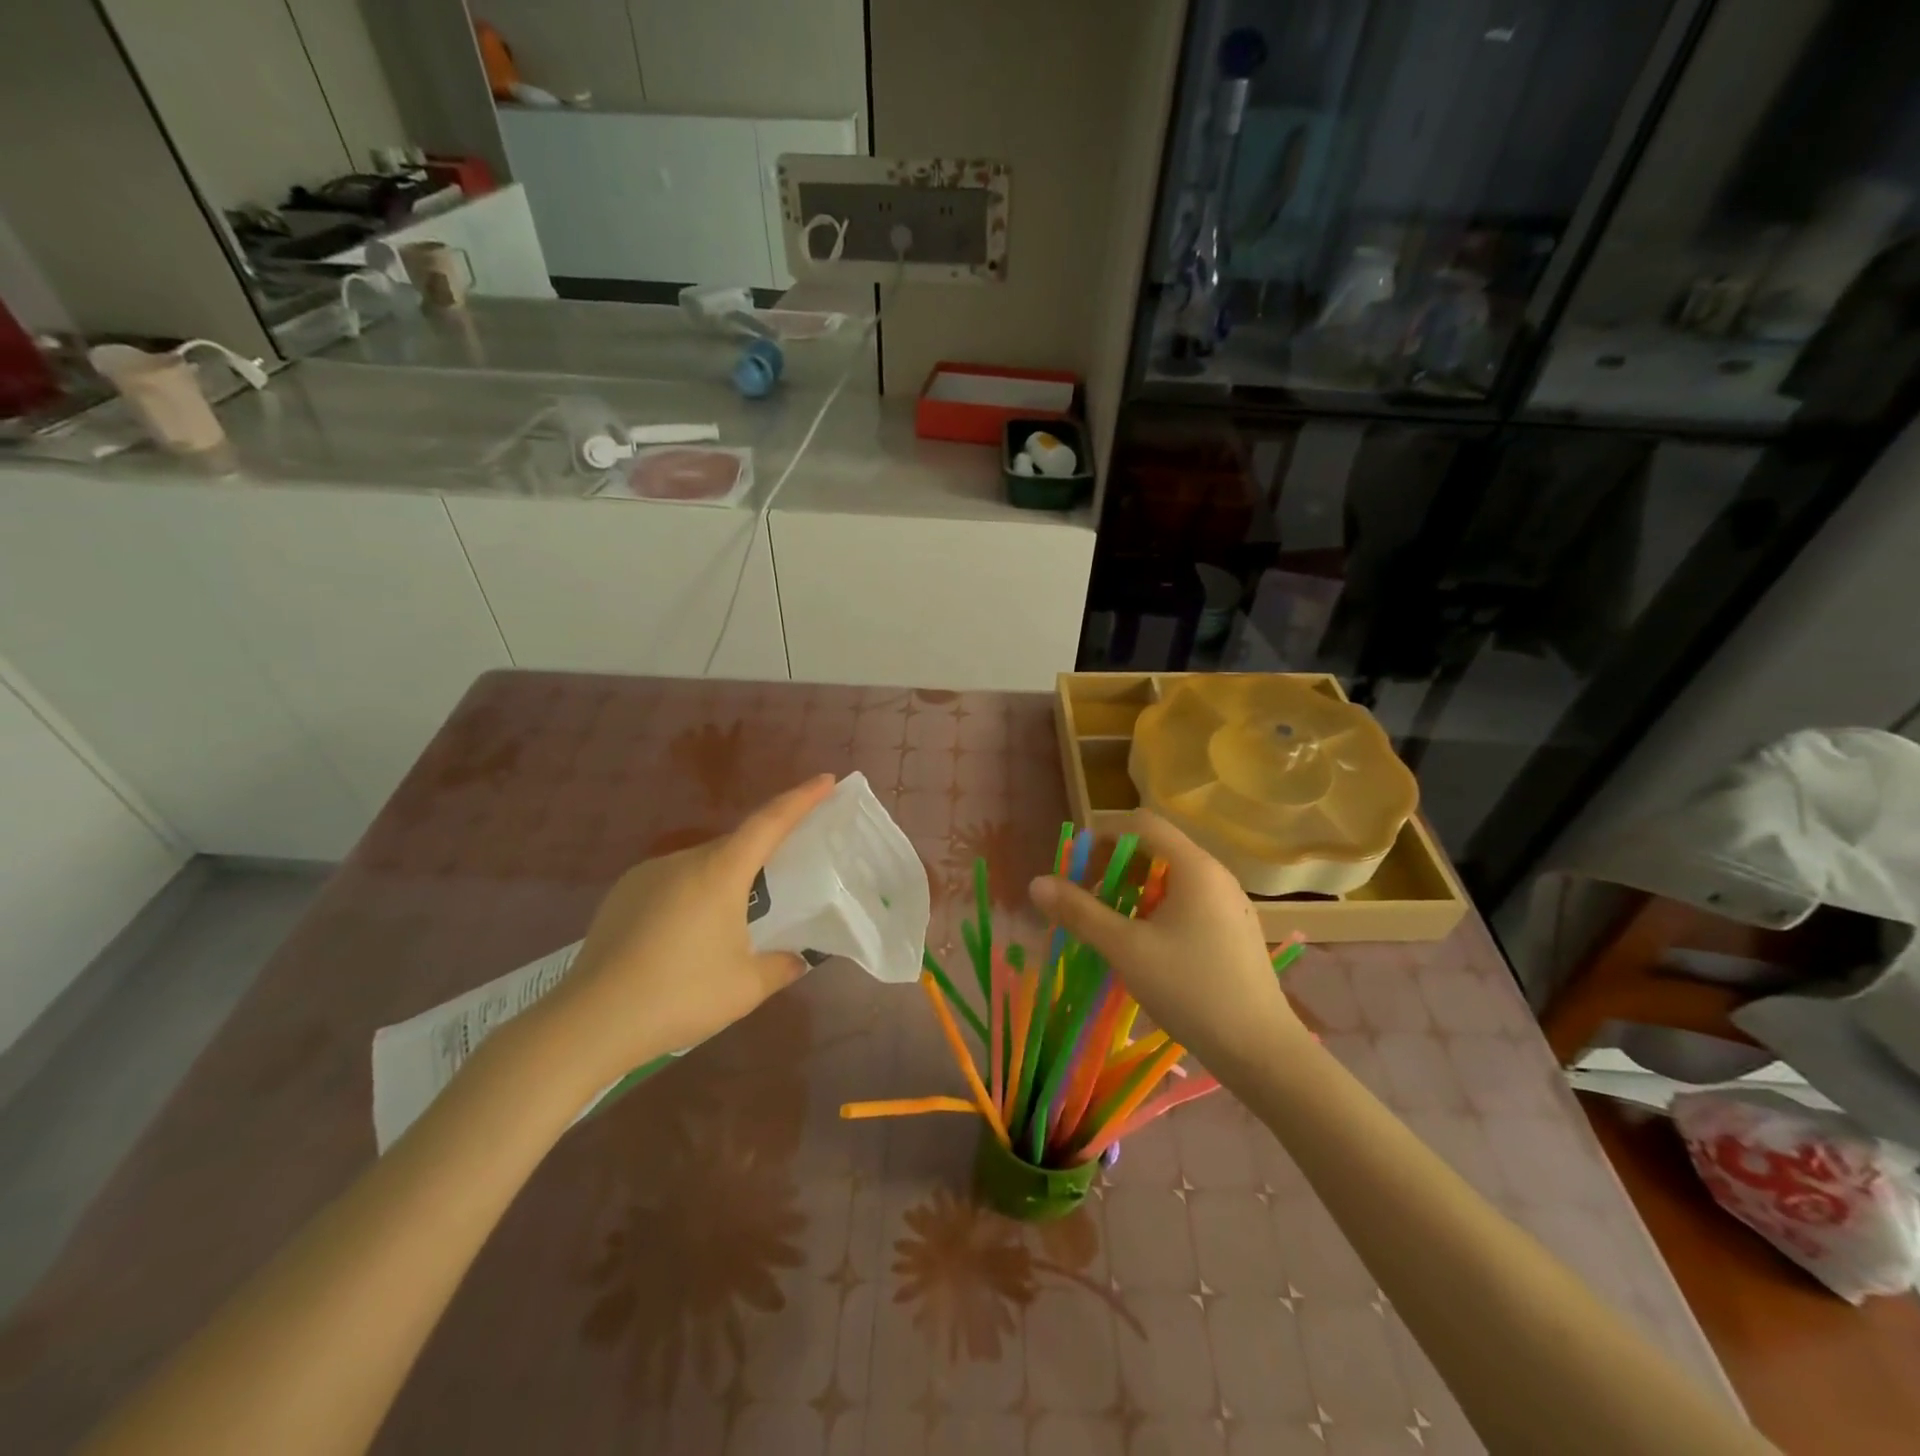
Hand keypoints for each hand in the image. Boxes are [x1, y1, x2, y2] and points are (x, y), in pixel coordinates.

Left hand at [531, 774, 837, 1086]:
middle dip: (764, 853)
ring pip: (702, 865)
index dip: (801, 798)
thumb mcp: (746, 987)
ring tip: (732, 923)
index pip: (770, 821)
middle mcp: (683, 861)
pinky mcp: (622, 895)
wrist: (590, 1022)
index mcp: (720, 871)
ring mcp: (647, 875)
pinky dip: (692, 896)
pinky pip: (672, 882)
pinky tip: (687, 936)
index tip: (826, 779)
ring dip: (725, 881)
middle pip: (736, 844)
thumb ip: (781, 966)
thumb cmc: (680, 995)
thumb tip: (798, 958)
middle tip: (785, 875)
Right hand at [1028, 810, 1304, 1068]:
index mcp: (1194, 867)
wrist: (1261, 1051)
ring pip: (1171, 879)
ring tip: (1109, 925)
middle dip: (1114, 868)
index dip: (1103, 837)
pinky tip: (1144, 946)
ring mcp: (1229, 904)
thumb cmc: (1191, 989)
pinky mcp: (1234, 931)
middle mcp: (1216, 875)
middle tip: (1085, 899)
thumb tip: (1036, 883)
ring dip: (1133, 891)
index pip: (1142, 824)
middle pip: (1156, 849)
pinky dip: (1157, 910)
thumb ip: (1080, 912)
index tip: (1075, 867)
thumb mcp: (1126, 949)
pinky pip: (1188, 902)